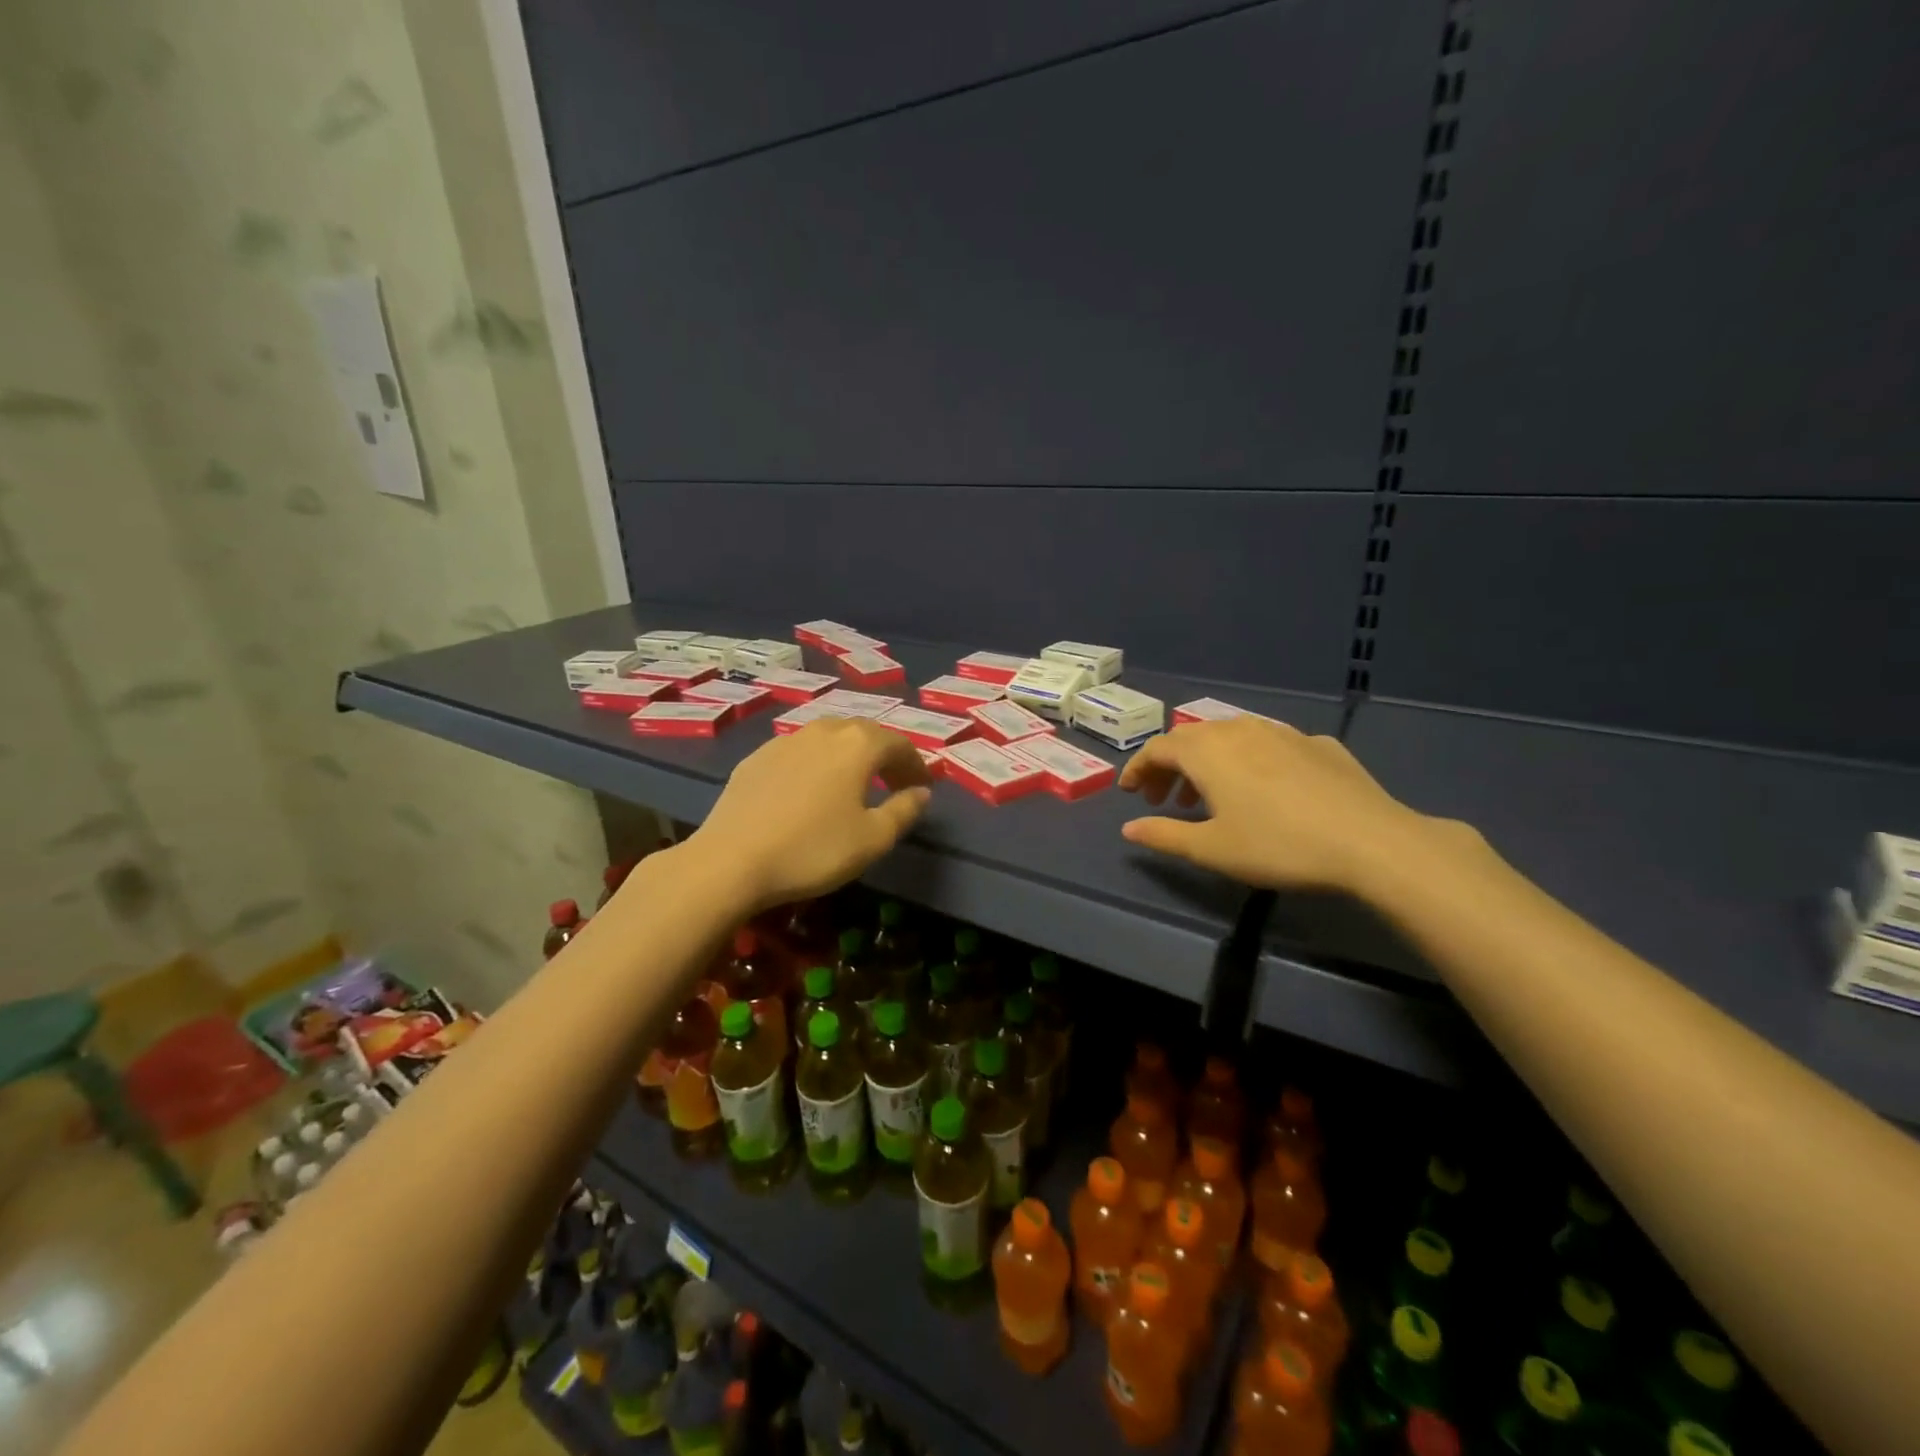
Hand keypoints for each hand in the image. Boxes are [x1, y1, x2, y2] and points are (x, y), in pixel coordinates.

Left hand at [687, 718, 932, 912]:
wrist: (731, 861)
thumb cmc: (813, 850)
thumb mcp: (873, 839)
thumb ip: (904, 811)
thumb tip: (922, 793)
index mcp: (858, 745)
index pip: (899, 745)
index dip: (916, 765)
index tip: (922, 787)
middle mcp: (823, 731)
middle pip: (864, 734)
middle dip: (884, 756)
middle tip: (894, 783)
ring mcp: (785, 741)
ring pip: (829, 738)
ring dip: (849, 756)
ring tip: (854, 783)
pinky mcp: (756, 758)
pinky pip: (799, 752)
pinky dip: (817, 763)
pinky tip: (810, 789)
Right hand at [1118, 716, 1438, 893]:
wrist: (1371, 842)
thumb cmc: (1277, 845)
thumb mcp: (1211, 849)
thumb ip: (1164, 835)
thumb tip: (1129, 829)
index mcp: (1207, 751)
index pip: (1157, 748)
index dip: (1138, 769)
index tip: (1129, 793)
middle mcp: (1239, 729)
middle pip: (1192, 739)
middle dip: (1171, 767)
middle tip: (1165, 800)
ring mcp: (1283, 732)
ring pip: (1231, 738)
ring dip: (1209, 763)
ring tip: (1211, 797)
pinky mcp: (1318, 743)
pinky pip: (1269, 745)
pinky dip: (1251, 762)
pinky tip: (1266, 790)